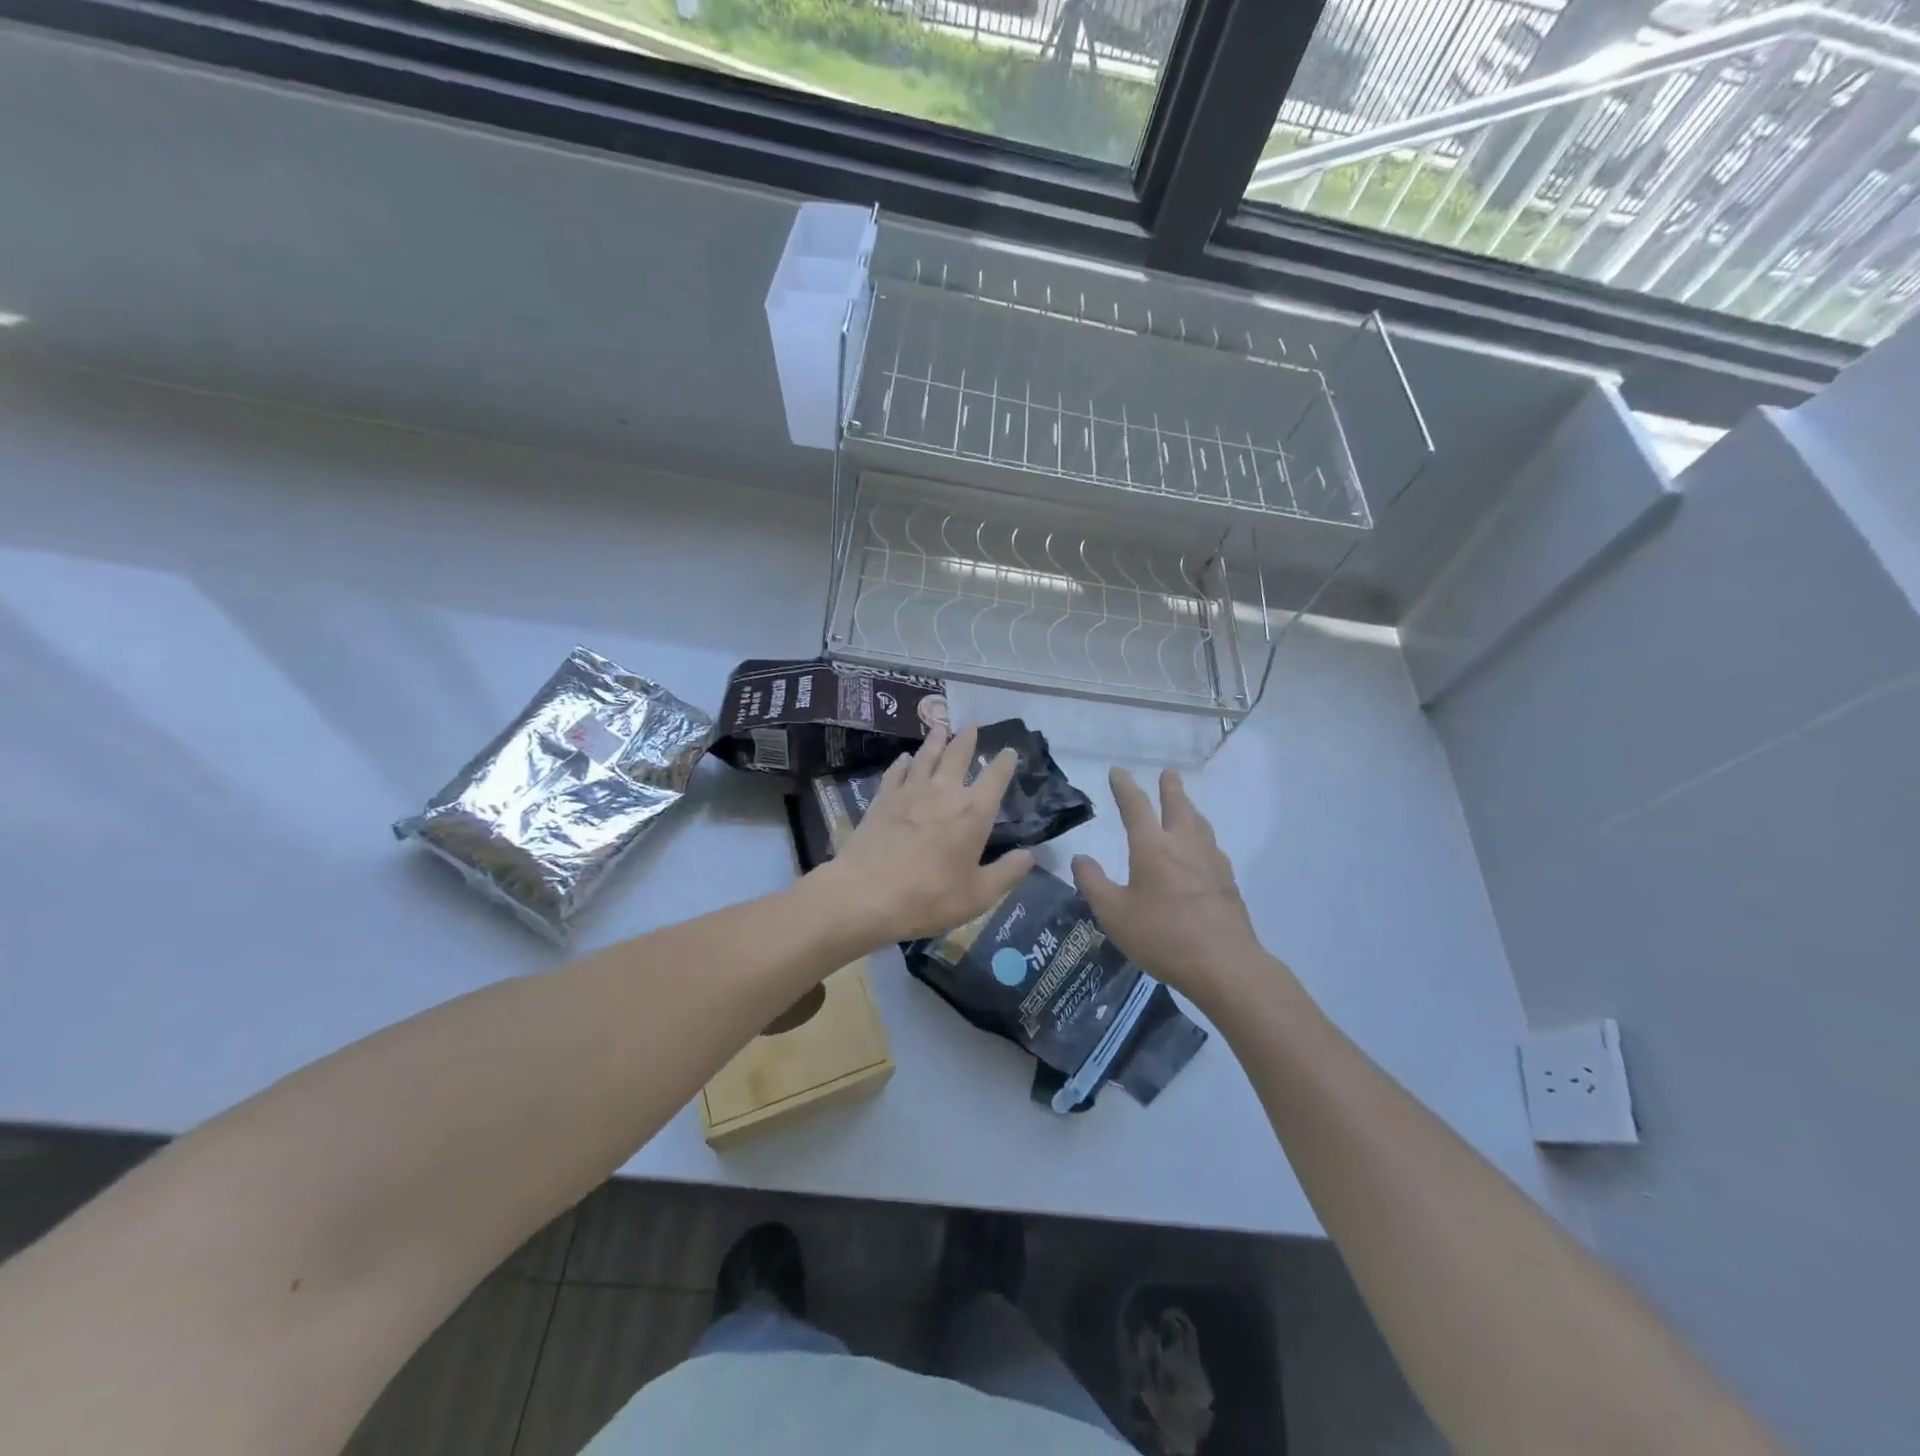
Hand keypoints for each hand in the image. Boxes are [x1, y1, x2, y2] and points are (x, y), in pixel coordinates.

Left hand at [819, 723, 1033, 943]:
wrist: (867, 894)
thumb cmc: (930, 897)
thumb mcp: (979, 895)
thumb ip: (1007, 873)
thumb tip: (1030, 855)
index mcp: (973, 813)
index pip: (995, 778)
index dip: (1005, 762)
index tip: (1010, 750)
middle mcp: (944, 792)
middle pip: (958, 755)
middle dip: (967, 739)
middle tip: (972, 725)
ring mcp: (910, 792)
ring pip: (926, 757)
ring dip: (936, 741)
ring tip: (941, 728)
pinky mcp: (883, 799)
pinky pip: (896, 772)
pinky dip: (903, 762)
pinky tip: (904, 758)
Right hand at [1071, 767, 1270, 1011]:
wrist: (1224, 964)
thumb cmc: (1162, 936)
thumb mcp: (1114, 914)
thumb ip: (1093, 883)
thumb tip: (1080, 858)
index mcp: (1152, 848)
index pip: (1136, 807)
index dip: (1125, 787)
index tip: (1118, 771)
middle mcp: (1183, 845)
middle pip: (1178, 806)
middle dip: (1170, 788)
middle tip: (1169, 773)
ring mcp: (1210, 862)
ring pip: (1200, 824)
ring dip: (1190, 808)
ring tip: (1186, 805)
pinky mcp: (1228, 881)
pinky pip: (1212, 846)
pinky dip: (1203, 836)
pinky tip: (1204, 849)